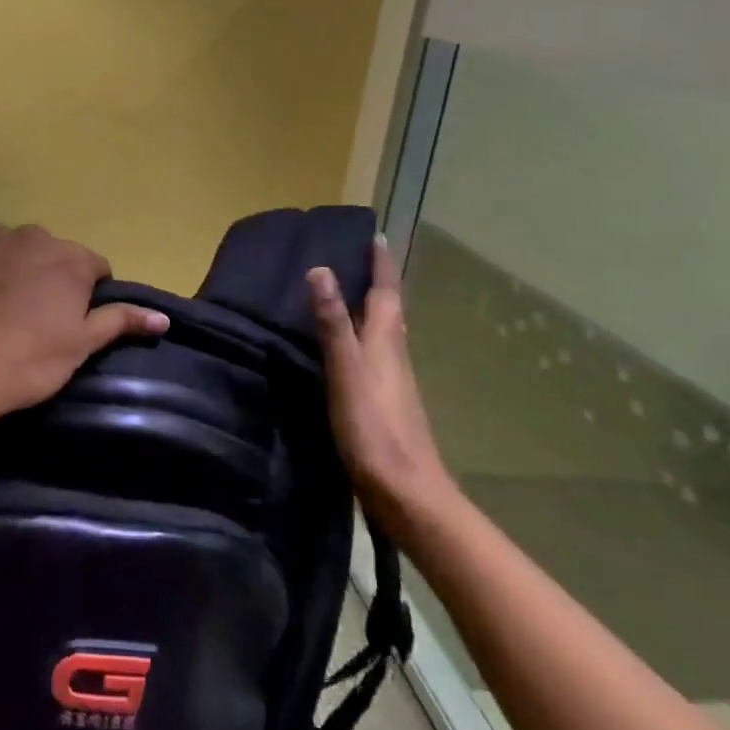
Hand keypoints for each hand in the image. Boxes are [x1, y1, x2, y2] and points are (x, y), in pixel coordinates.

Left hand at [0, 224, 168, 432]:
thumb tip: (162, 316)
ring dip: (9, 269)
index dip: (85, 295)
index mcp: (70, 258)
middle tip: (30, 319)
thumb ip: (120, 321)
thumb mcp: (80, 347)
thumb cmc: (24, 363)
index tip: (68, 322)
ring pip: (10, 249)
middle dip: (46, 278)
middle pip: (50, 254)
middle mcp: (32, 235)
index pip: (93, 268)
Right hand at [309, 236, 454, 537]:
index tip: (376, 234)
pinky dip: (364, 339)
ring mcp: (393, 383)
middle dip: (378, 283)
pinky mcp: (386, 405)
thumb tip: (321, 270)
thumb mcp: (346, 371)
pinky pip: (375, 357)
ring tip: (349, 296)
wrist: (407, 494)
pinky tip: (348, 351)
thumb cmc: (374, 429)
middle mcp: (394, 356)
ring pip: (384, 334)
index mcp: (386, 343)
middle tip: (359, 259)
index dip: (381, 264)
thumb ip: (333, 323)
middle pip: (389, 311)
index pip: (385, 293)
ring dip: (371, 310)